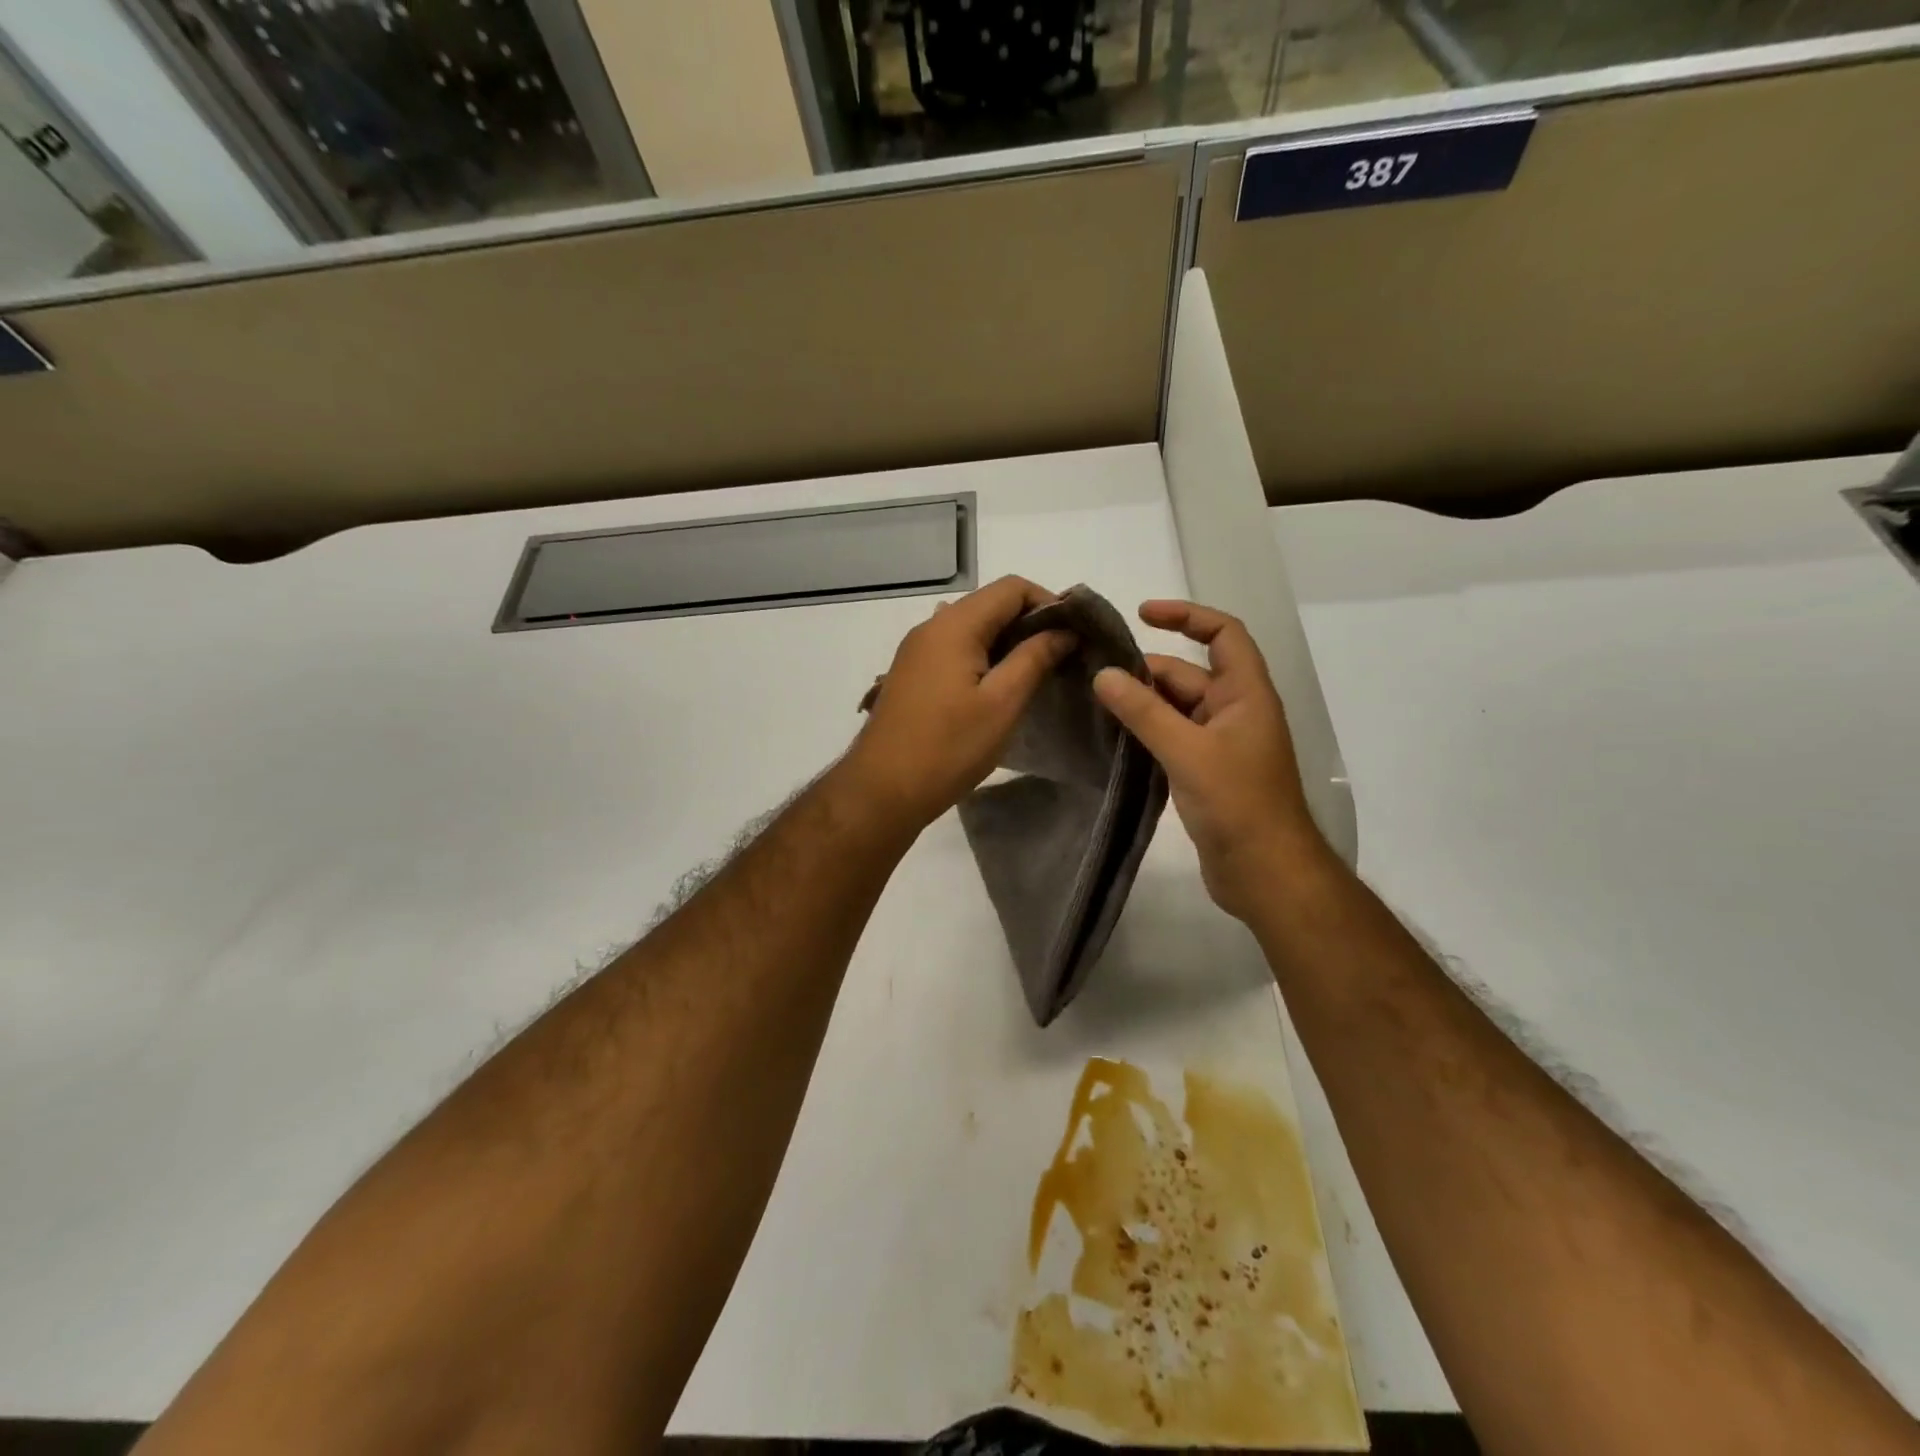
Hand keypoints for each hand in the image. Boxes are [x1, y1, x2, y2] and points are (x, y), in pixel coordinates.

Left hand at [845, 576, 1073, 833]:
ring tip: (1036, 675)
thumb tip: (1064, 630)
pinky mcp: (912, 675)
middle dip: (1031, 624)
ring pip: (973, 629)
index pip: (1011, 588)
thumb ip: (1035, 658)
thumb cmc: (948, 747)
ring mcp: (916, 652)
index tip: (1074, 636)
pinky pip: (955, 651)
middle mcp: (931, 627)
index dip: (1049, 603)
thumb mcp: (1002, 703)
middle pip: (990, 605)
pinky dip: (984, 659)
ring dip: (1008, 644)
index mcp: (954, 625)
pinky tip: (999, 690)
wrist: (881, 790)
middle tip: (1061, 659)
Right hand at [1093, 600, 1329, 920]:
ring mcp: (1219, 744)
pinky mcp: (1204, 772)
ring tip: (1093, 705)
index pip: (1222, 634)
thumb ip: (1144, 711)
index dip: (1185, 616)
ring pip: (1175, 709)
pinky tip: (1111, 739)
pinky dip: (1145, 733)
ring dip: (1141, 704)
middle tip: (1093, 676)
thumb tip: (1103, 675)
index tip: (1141, 614)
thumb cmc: (1237, 803)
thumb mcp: (1187, 751)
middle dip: (1145, 671)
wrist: (1265, 872)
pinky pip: (1171, 738)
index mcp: (1245, 694)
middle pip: (1188, 674)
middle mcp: (1234, 712)